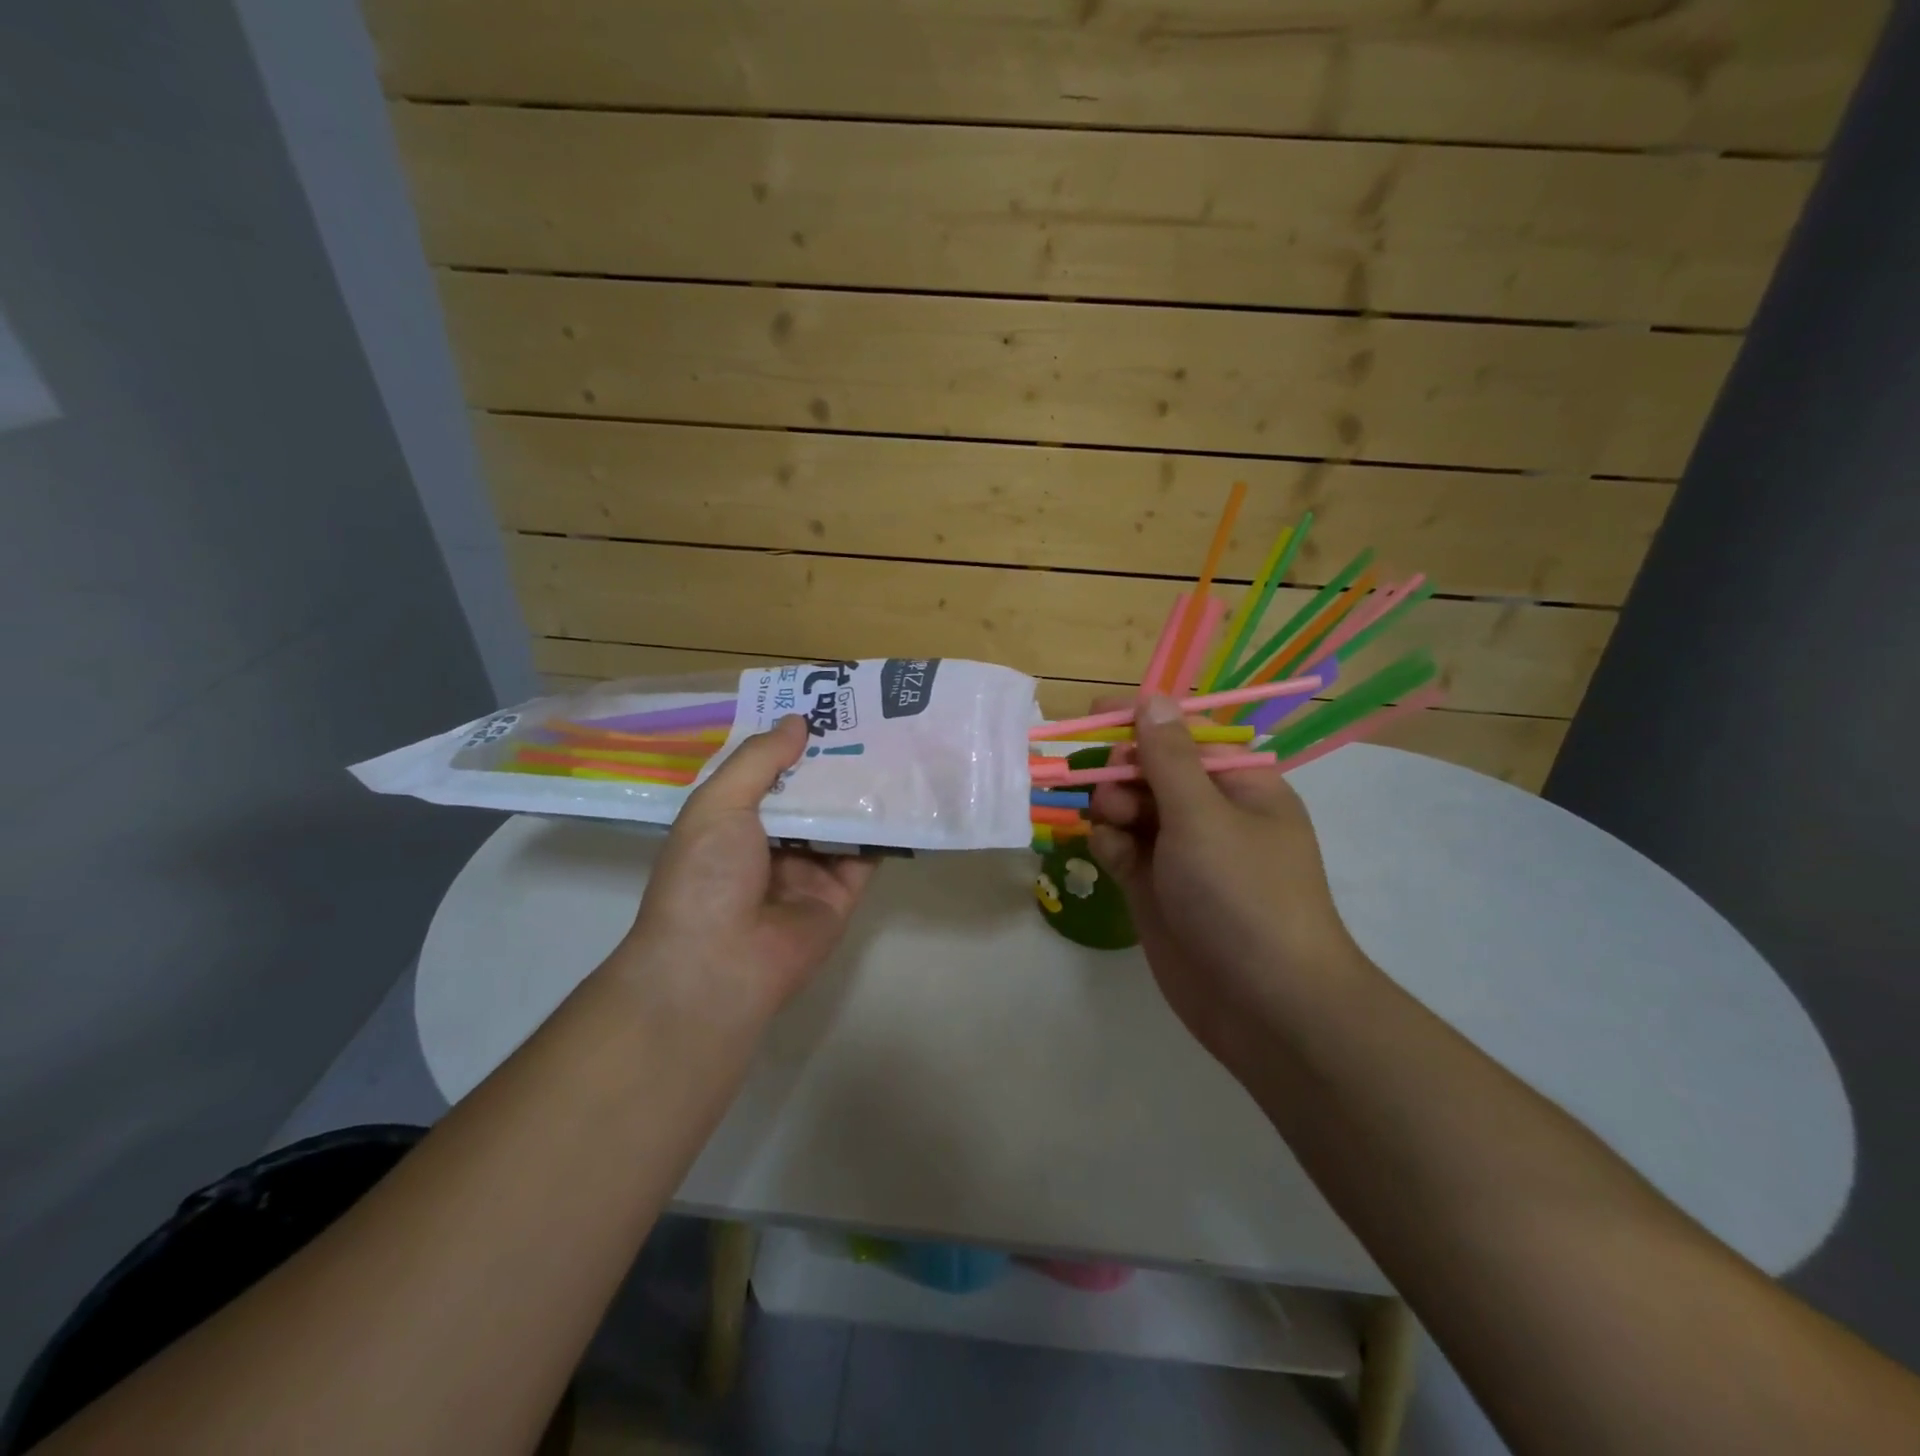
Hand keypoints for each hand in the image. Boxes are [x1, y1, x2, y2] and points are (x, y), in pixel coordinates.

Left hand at [615, 716, 876, 1022]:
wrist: (719, 965)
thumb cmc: (706, 875)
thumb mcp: (719, 804)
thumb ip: (759, 760)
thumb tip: (797, 721)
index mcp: (731, 821)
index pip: (766, 772)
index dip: (791, 742)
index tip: (823, 708)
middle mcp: (769, 843)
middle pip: (808, 794)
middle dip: (833, 762)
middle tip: (871, 720)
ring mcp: (807, 870)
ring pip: (839, 821)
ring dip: (861, 790)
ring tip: (896, 745)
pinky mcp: (840, 894)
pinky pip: (866, 856)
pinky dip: (882, 829)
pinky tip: (905, 795)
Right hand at [1088, 694, 1370, 1067]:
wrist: (1263, 1004)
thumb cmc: (1243, 893)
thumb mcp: (1204, 815)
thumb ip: (1168, 757)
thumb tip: (1153, 698)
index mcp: (1240, 786)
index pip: (1185, 737)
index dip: (1141, 723)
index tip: (1094, 716)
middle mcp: (1211, 815)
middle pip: (1151, 772)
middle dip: (1123, 772)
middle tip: (1109, 787)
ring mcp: (1181, 855)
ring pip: (1130, 810)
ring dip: (1113, 809)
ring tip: (1113, 826)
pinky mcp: (1156, 890)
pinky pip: (1123, 850)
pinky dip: (1111, 846)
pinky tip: (1111, 856)